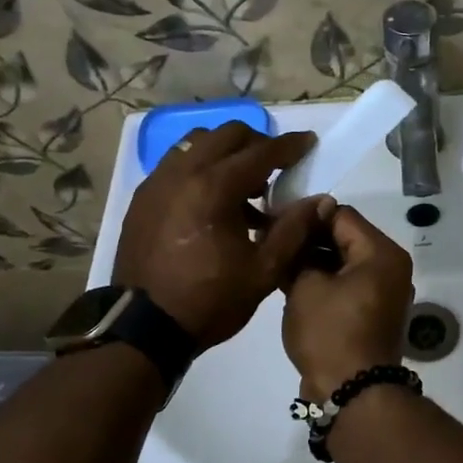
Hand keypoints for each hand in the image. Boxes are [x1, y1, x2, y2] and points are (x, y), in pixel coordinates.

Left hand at [114, 124, 333, 348]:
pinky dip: (201, 168)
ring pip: (197, 143)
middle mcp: (182, 173)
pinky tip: (213, 202)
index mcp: (214, 188)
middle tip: (276, 167)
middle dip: (257, 143)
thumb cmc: (210, 300)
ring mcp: (157, 182)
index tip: (309, 142)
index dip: (290, 145)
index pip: (261, 151)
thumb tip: (320, 200)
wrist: (144, 328)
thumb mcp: (263, 270)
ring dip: (226, 153)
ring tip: (244, 185)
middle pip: (227, 134)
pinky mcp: (143, 197)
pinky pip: (177, 164)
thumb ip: (294, 229)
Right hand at [281, 207, 413, 398]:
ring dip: (314, 261)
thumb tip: (294, 233)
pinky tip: (292, 284)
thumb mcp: (305, 286)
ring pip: (344, 262)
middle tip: (271, 241)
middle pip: (345, 237)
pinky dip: (324, 281)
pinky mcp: (374, 313)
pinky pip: (347, 284)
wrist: (352, 392)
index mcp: (382, 253)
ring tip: (277, 262)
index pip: (340, 215)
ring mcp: (385, 292)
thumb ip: (300, 251)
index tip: (273, 221)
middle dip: (309, 239)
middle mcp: (391, 267)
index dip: (305, 215)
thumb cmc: (330, 333)